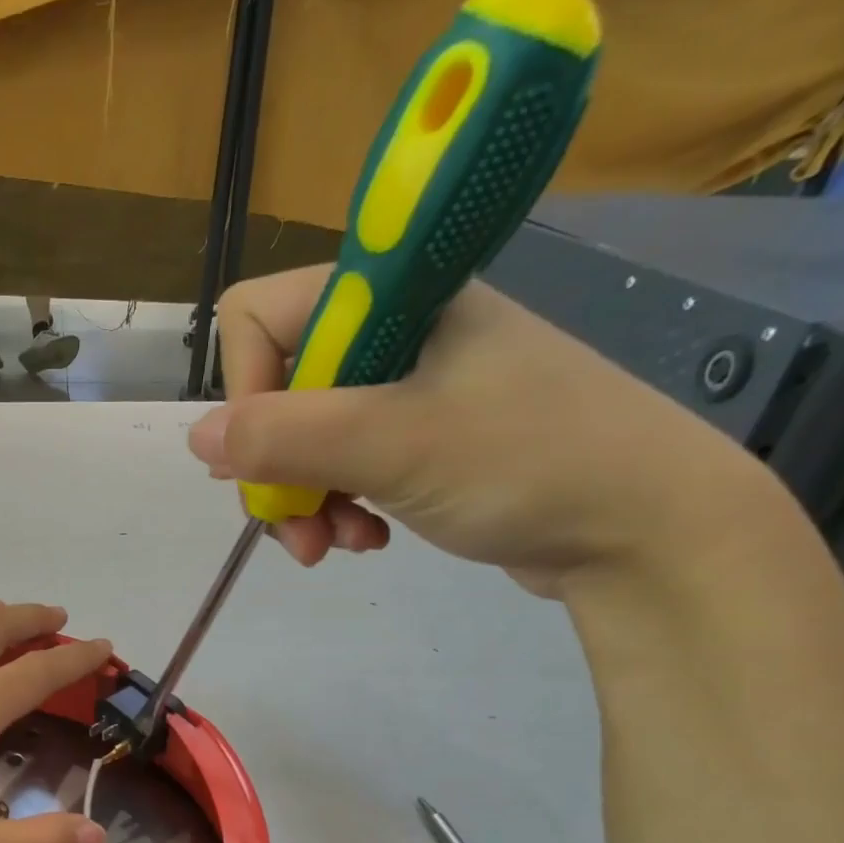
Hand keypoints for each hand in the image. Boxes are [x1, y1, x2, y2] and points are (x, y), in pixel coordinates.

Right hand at [189, 267, 768, 595]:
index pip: (258, 318)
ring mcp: (407, 387)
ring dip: (305, 499)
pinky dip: (339, 506)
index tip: (273, 454)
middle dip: (276, 467)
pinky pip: (342, 465)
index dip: (247, 391)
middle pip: (276, 389)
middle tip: (298, 526)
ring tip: (336, 544)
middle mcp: (393, 331)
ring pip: (303, 437)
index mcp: (392, 297)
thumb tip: (196, 438)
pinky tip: (367, 541)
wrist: (646, 529)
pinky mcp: (420, 437)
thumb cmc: (527, 464)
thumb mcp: (393, 445)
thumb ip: (285, 436)